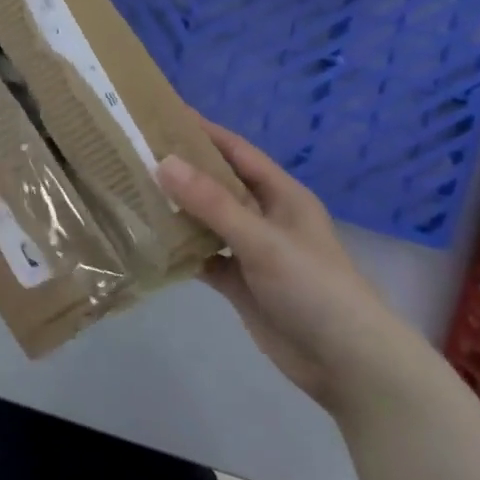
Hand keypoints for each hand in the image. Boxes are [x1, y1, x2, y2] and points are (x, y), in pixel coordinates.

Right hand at [157, 119, 423, 419]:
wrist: (348, 364)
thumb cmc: (314, 288)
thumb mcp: (262, 240)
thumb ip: (212, 203)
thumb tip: (163, 162)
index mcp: (281, 195)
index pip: (236, 151)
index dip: (203, 131)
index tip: (162, 114)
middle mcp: (264, 216)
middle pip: (217, 183)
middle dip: (182, 168)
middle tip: (134, 152)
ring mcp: (251, 251)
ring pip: (207, 220)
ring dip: (177, 209)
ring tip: (131, 191)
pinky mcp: (240, 283)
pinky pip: (204, 257)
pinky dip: (180, 250)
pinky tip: (148, 242)